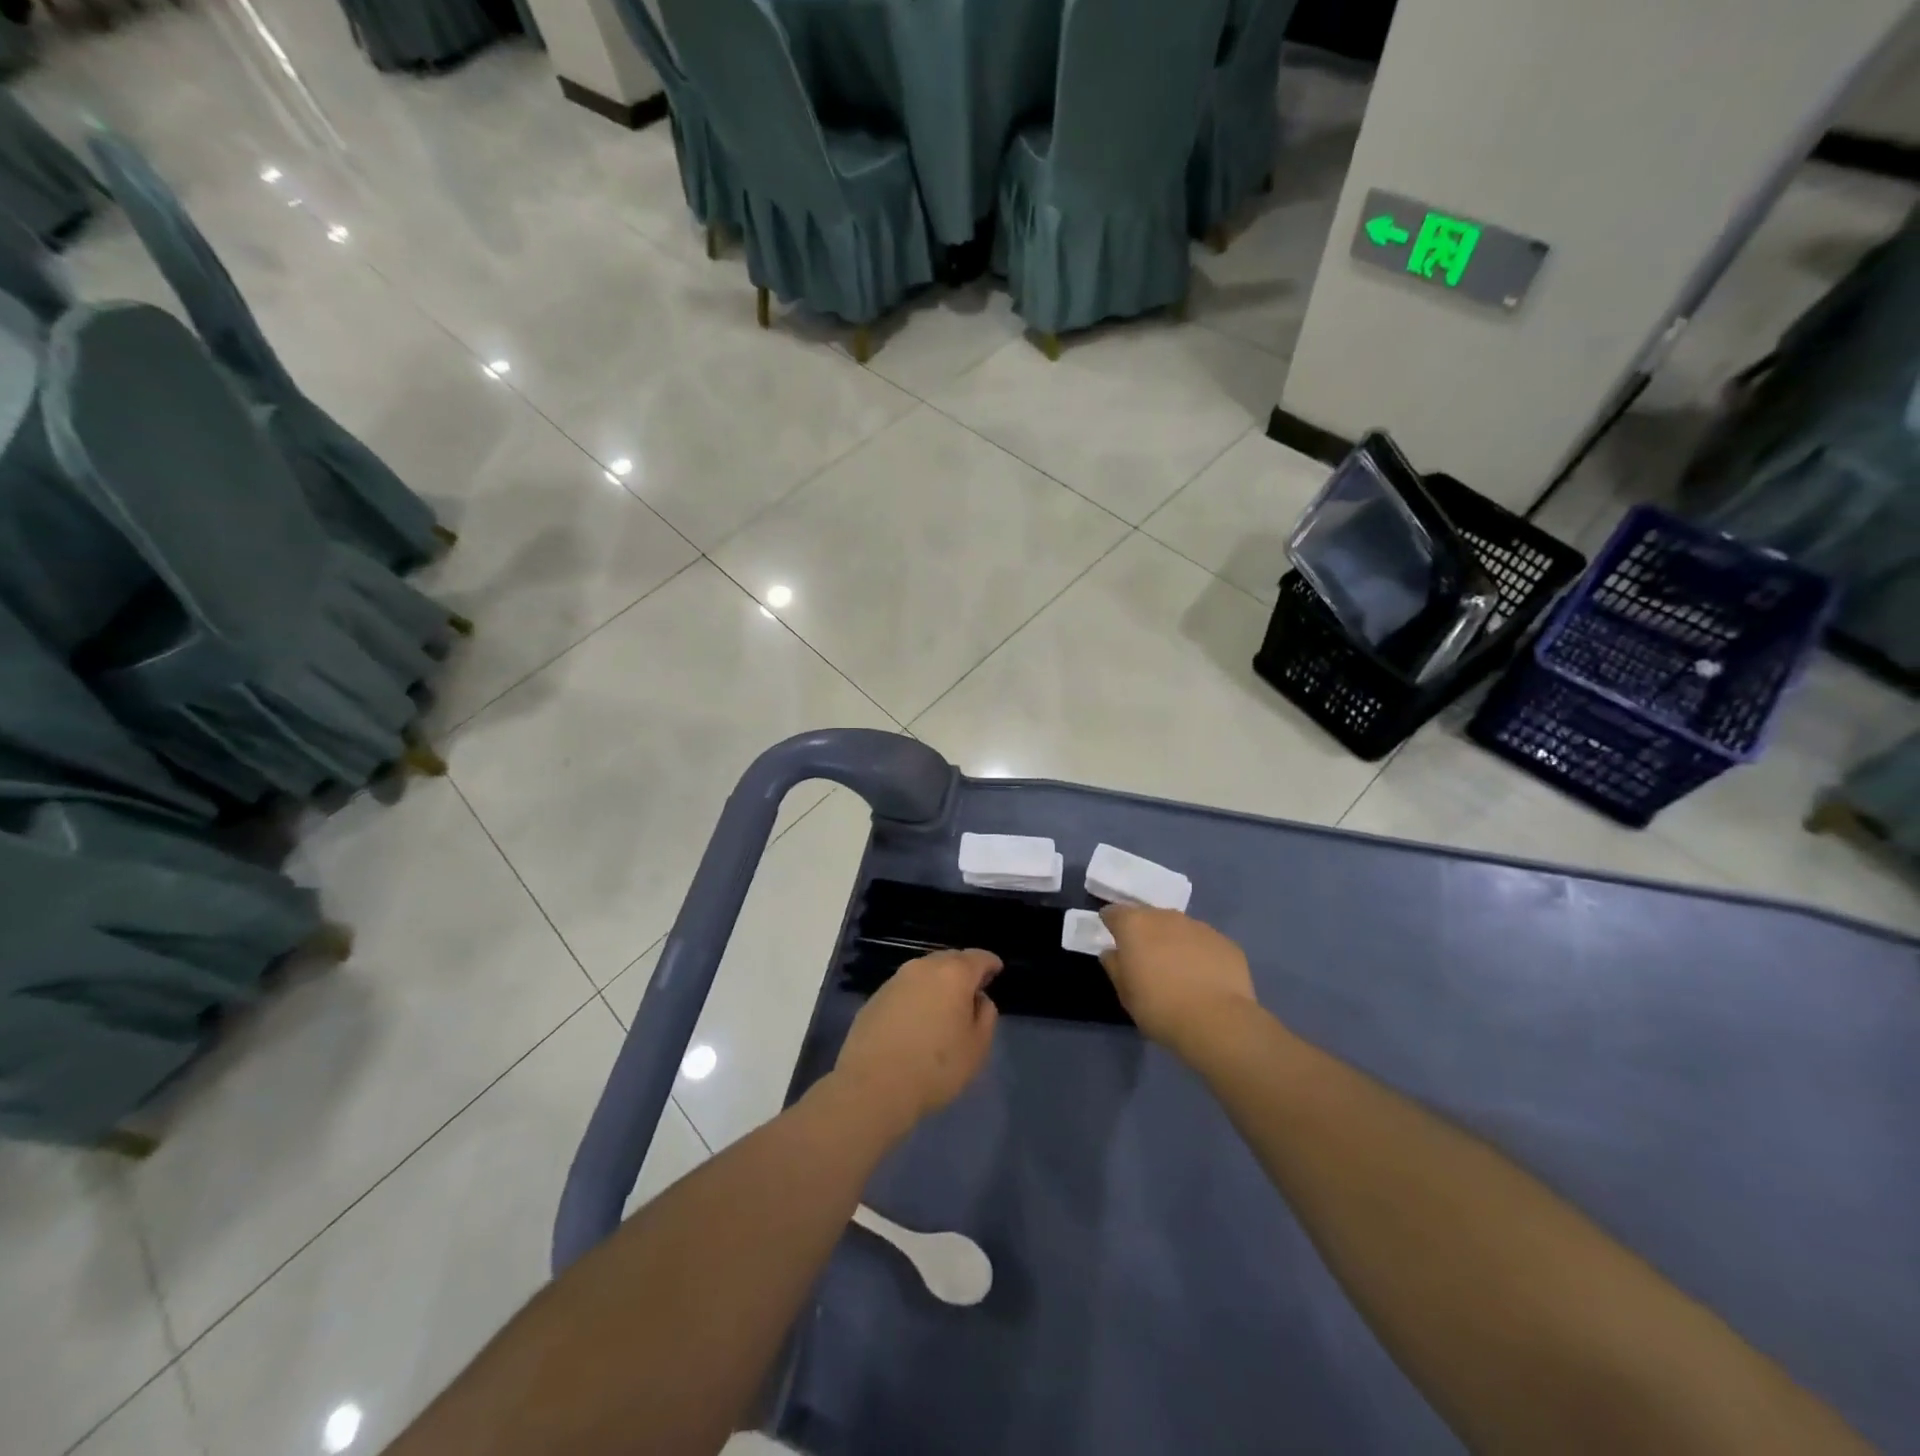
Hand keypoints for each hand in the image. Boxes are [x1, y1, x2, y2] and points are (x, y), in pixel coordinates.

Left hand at [833, 949, 1000, 1133]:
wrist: (873, 1085)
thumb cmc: (935, 1067)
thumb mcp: (977, 1047)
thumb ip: (986, 1016)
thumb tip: (978, 999)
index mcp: (953, 974)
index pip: (978, 957)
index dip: (990, 962)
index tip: (996, 969)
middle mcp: (923, 967)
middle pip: (950, 959)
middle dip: (963, 969)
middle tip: (971, 989)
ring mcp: (895, 980)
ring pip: (924, 972)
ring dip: (937, 982)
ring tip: (943, 1005)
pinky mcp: (874, 998)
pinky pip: (904, 989)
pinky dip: (916, 996)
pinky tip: (916, 1019)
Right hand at [1099, 907, 1256, 1056]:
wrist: (1217, 1022)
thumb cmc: (1159, 1008)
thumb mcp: (1126, 994)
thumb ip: (1115, 967)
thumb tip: (1113, 953)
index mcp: (1135, 925)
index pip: (1114, 913)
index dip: (1112, 925)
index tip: (1114, 940)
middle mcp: (1166, 917)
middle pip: (1149, 917)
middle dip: (1146, 933)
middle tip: (1147, 960)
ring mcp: (1199, 927)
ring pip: (1179, 929)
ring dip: (1174, 942)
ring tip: (1179, 972)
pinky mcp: (1225, 942)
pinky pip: (1205, 943)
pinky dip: (1201, 955)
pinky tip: (1205, 980)